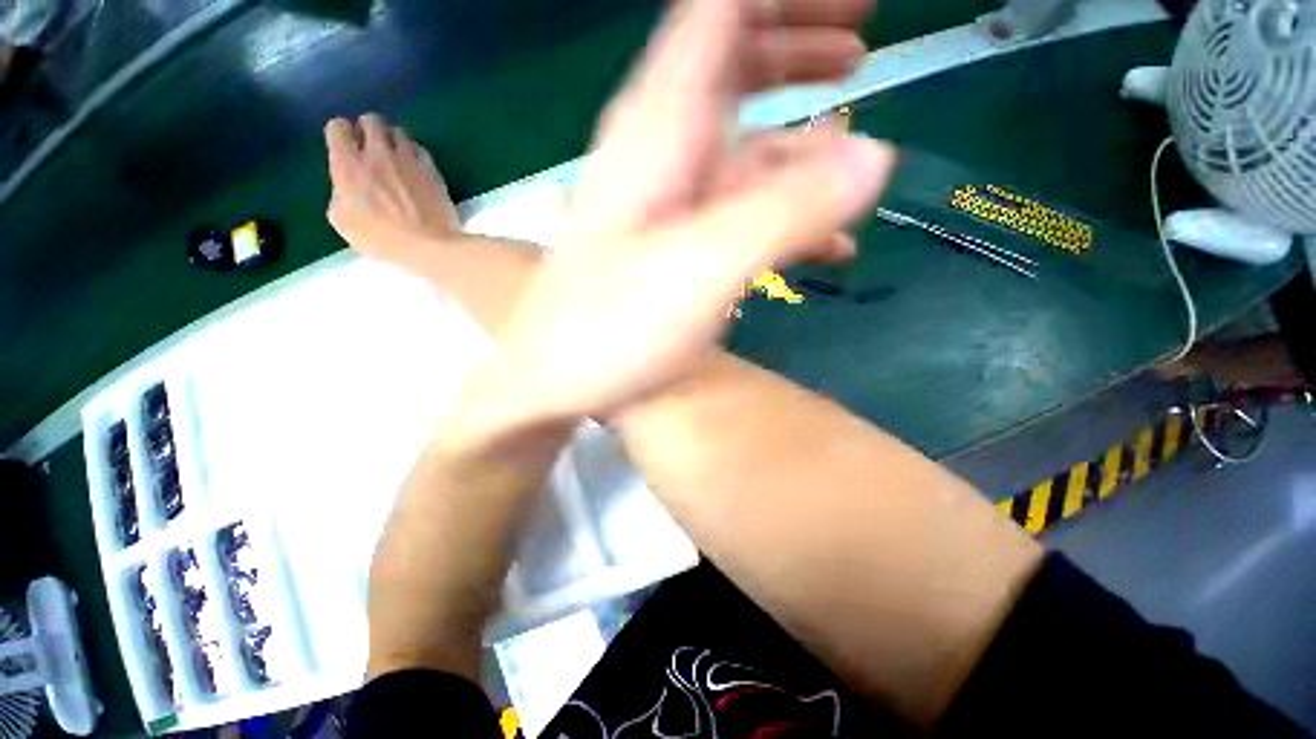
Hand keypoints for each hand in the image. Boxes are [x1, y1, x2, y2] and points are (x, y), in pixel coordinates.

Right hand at [324, 114, 460, 266]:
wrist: (429, 246)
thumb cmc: (382, 238)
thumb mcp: (343, 220)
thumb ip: (340, 192)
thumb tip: (347, 186)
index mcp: (349, 165)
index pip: (337, 128)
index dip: (340, 134)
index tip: (345, 147)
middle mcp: (378, 154)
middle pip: (371, 121)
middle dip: (369, 130)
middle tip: (371, 148)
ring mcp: (409, 160)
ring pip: (399, 132)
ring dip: (394, 140)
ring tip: (396, 158)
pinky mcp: (433, 171)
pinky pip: (421, 150)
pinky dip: (415, 154)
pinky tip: (416, 168)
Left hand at [487, 0, 896, 426]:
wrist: (554, 380)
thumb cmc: (611, 330)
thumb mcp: (701, 270)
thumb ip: (783, 212)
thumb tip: (874, 157)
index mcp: (659, 130)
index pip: (719, 12)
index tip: (850, 2)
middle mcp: (660, 151)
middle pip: (729, 62)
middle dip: (796, 45)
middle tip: (861, 52)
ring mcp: (667, 201)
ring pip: (738, 142)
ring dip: (798, 139)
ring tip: (860, 152)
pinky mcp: (671, 243)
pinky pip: (732, 209)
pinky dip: (779, 213)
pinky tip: (823, 246)